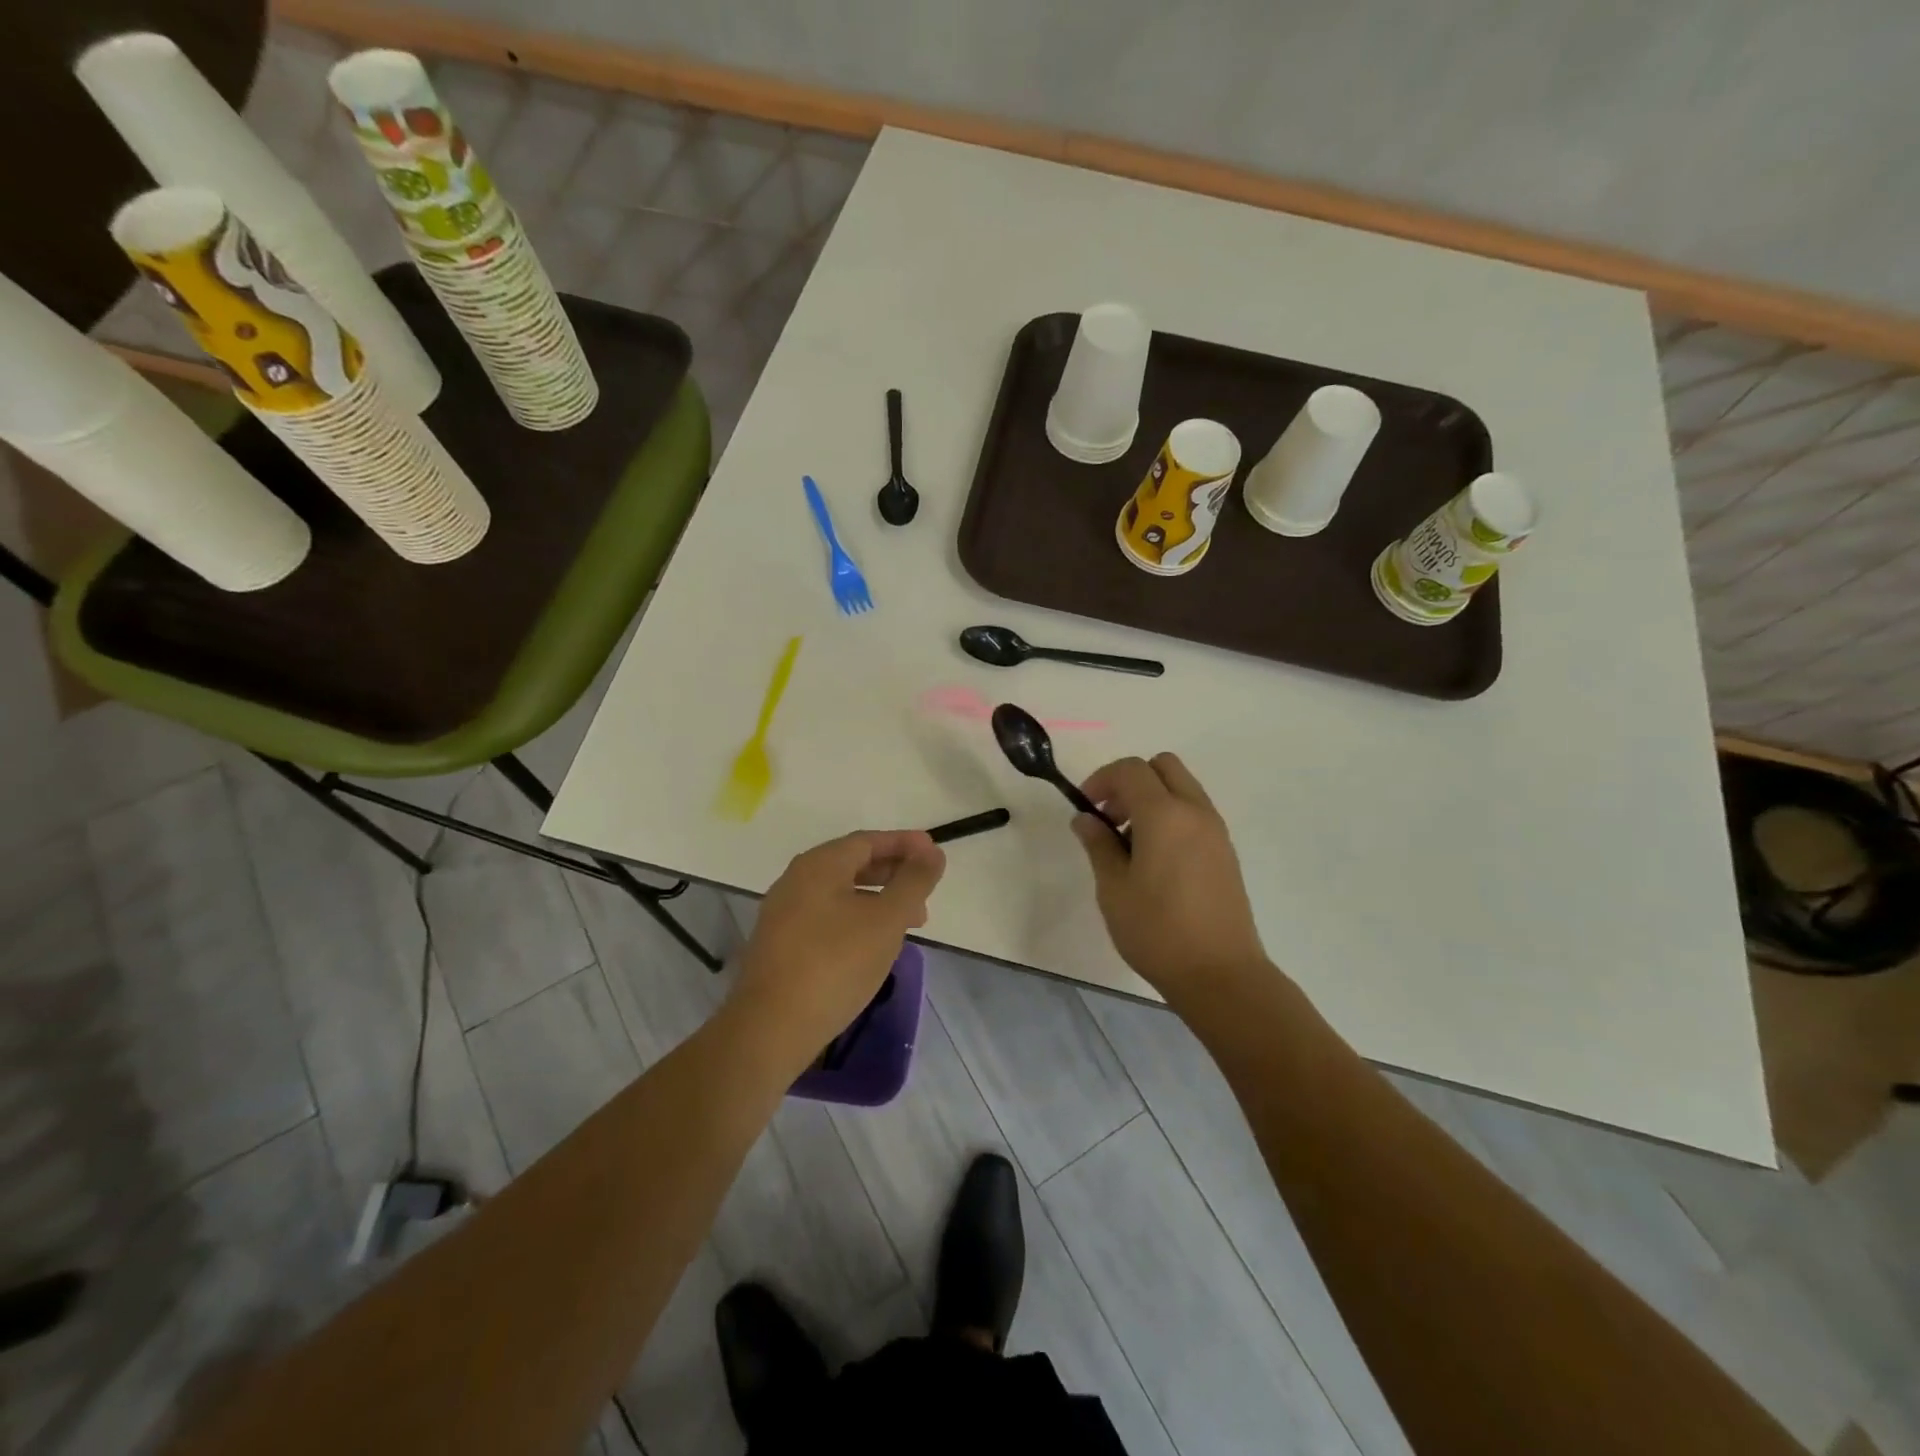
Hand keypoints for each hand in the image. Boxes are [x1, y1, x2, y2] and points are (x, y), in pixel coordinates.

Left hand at [733, 830, 945, 1055]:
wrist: (771, 1029)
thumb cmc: (836, 964)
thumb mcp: (886, 919)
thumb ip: (913, 881)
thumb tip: (932, 852)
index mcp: (819, 865)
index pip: (868, 841)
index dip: (904, 844)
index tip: (935, 853)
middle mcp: (796, 880)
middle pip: (853, 864)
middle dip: (894, 874)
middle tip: (926, 892)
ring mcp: (784, 913)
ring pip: (841, 893)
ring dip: (878, 900)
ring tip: (909, 923)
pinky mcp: (781, 944)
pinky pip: (827, 917)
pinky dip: (857, 919)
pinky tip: (873, 945)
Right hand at [1072, 754, 1270, 1000]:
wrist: (1221, 974)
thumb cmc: (1157, 931)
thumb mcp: (1113, 889)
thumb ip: (1098, 845)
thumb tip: (1086, 818)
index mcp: (1164, 815)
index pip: (1131, 769)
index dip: (1102, 779)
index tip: (1086, 808)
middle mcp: (1195, 812)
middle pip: (1162, 766)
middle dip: (1130, 781)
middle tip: (1110, 816)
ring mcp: (1216, 830)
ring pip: (1182, 787)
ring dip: (1152, 798)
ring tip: (1129, 842)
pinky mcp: (1225, 851)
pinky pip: (1195, 812)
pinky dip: (1171, 816)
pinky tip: (1155, 859)